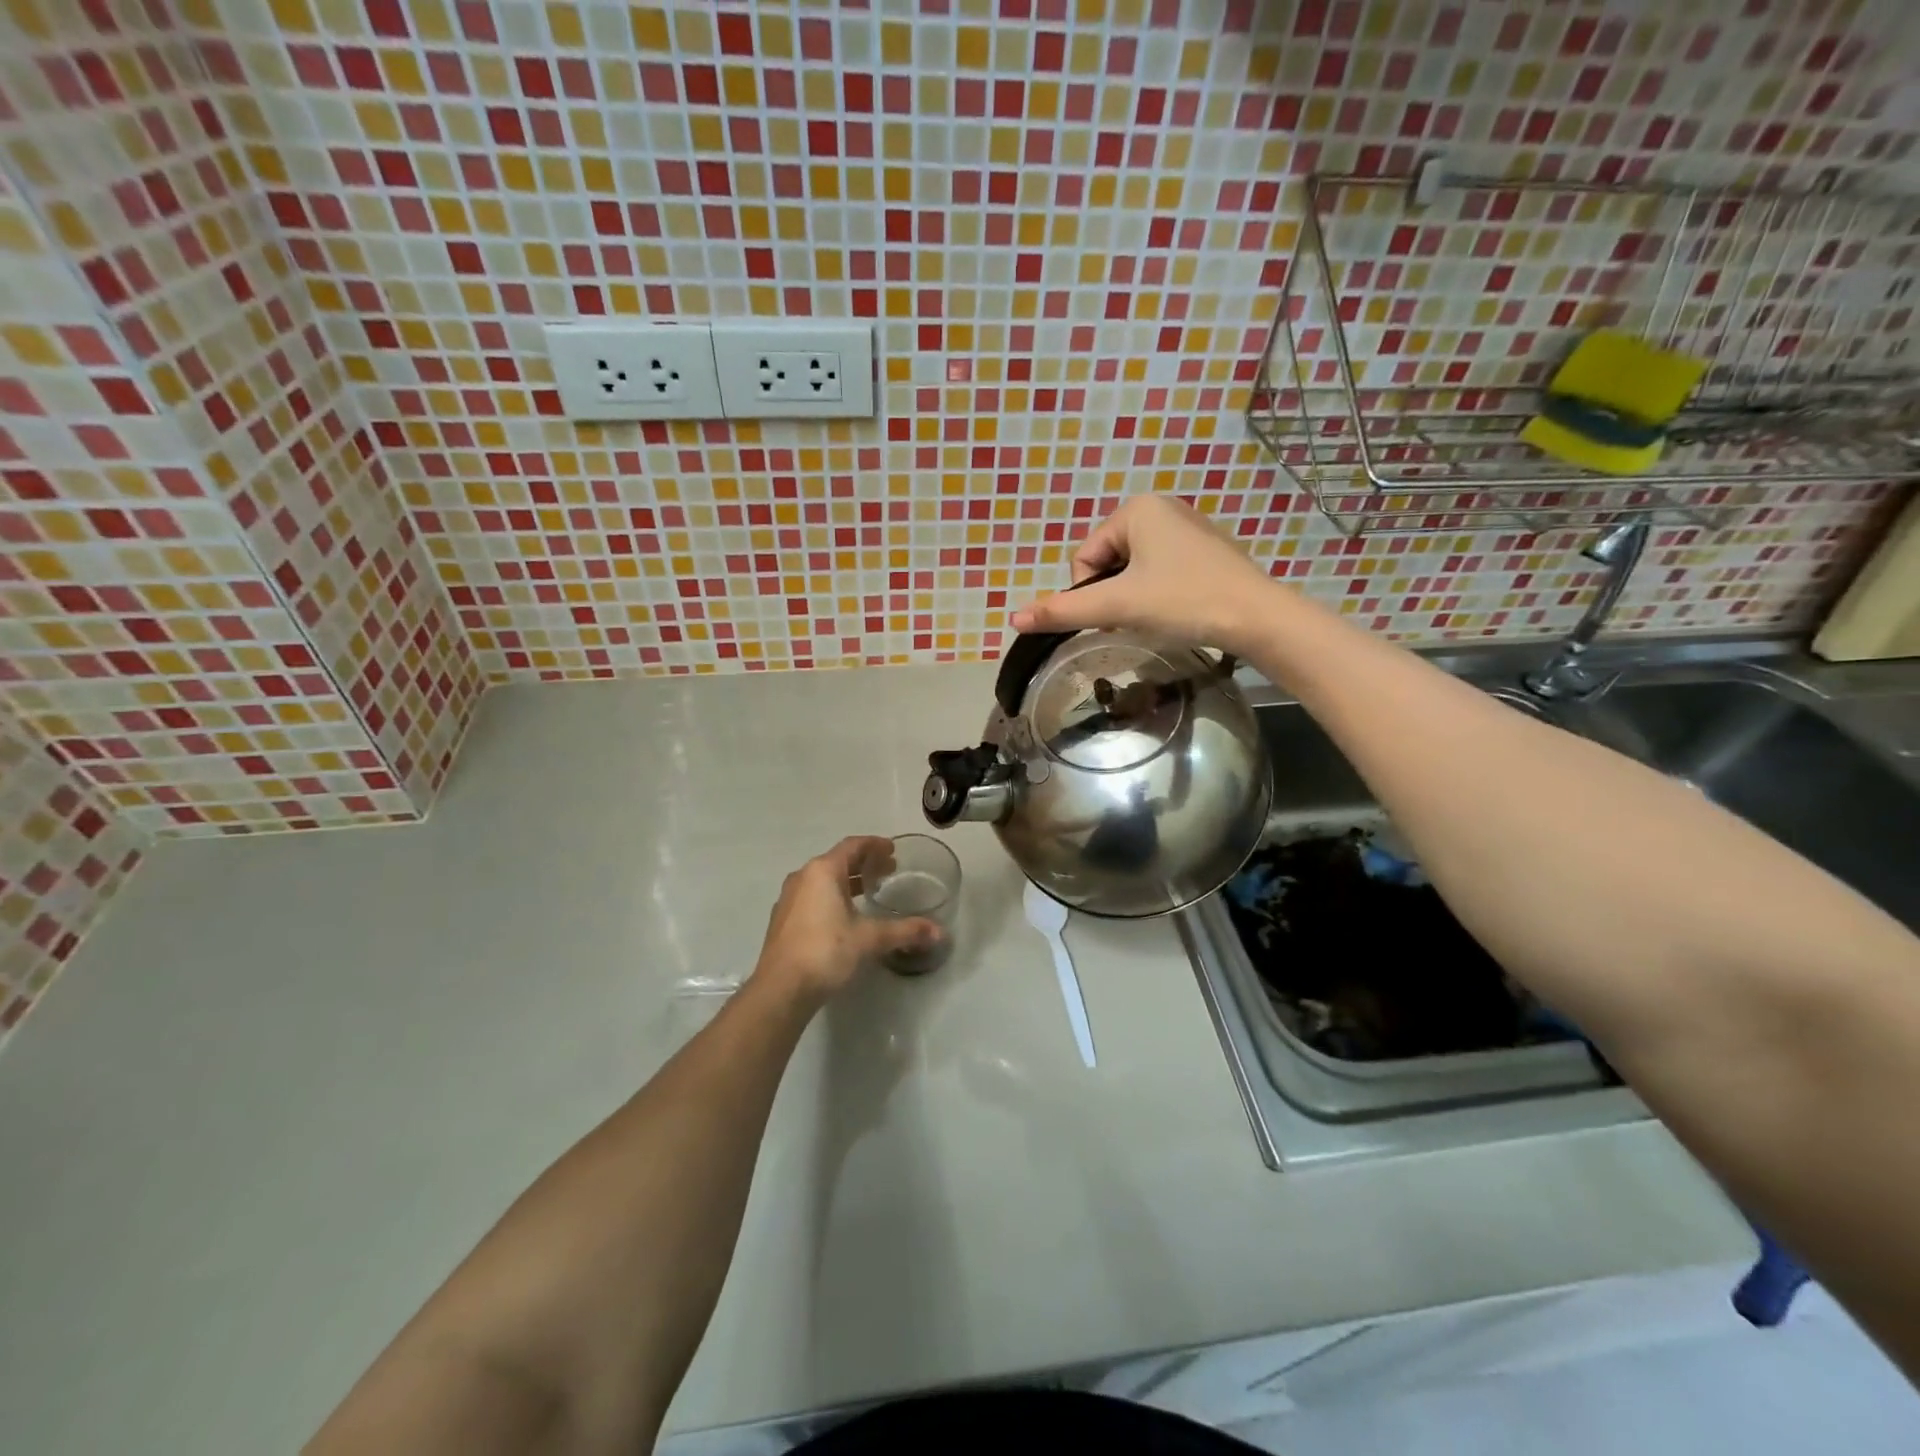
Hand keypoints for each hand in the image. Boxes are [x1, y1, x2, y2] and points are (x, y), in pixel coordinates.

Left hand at [753, 837, 940, 1003]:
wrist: (781, 989)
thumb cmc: (826, 951)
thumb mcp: (870, 939)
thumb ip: (905, 931)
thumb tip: (939, 932)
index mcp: (822, 871)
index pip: (852, 846)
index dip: (874, 845)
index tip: (892, 850)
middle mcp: (803, 878)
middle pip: (837, 861)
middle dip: (864, 863)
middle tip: (888, 870)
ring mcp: (789, 899)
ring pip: (823, 880)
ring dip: (847, 881)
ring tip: (870, 891)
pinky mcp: (783, 921)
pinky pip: (812, 897)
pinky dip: (832, 897)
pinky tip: (845, 916)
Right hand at [1010, 495, 1282, 656]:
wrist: (1256, 617)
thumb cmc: (1183, 601)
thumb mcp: (1118, 605)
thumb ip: (1064, 610)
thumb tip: (1014, 620)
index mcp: (1136, 508)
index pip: (1085, 557)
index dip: (1090, 593)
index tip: (1115, 614)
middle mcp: (1162, 507)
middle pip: (1108, 562)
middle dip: (1113, 594)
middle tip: (1136, 618)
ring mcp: (1187, 527)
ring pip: (1134, 570)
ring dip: (1133, 597)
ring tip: (1158, 616)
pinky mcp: (1206, 549)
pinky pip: (1161, 570)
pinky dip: (1158, 593)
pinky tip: (1177, 609)